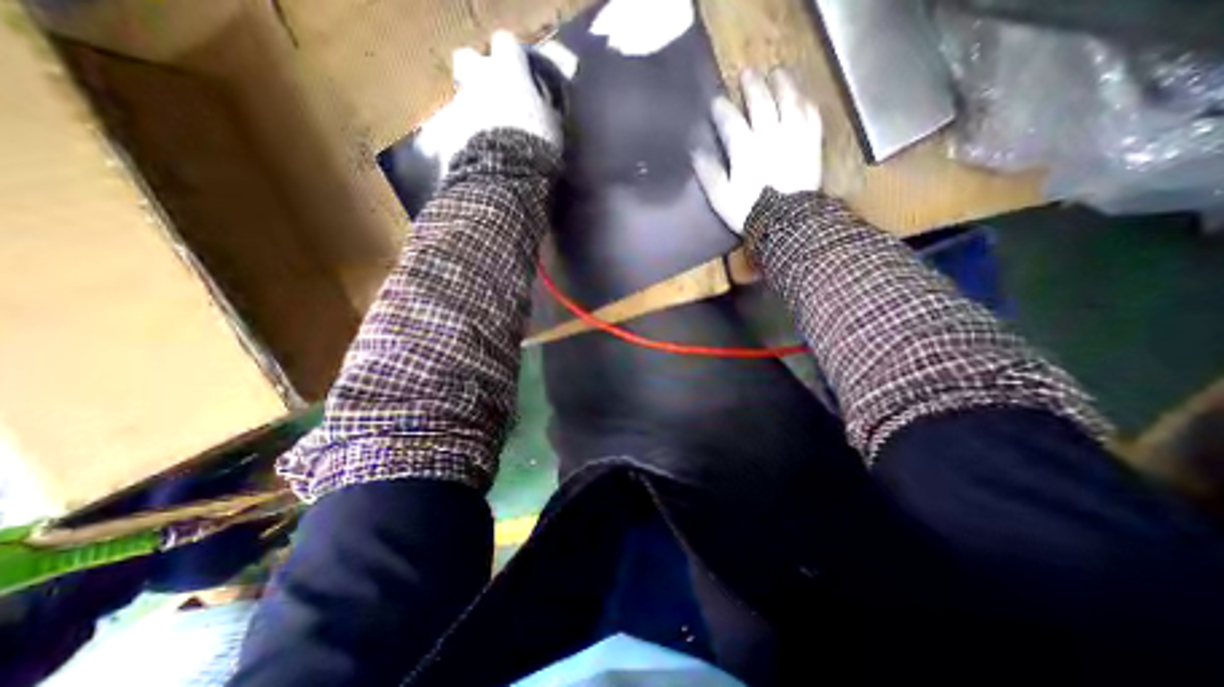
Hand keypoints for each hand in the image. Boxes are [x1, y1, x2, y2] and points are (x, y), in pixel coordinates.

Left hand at [448, 29, 564, 148]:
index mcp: (508, 72)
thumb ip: (545, 107)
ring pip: (463, 97)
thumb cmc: (537, 144)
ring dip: (474, 110)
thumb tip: (546, 105)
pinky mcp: (448, 130)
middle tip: (494, 95)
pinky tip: (479, 151)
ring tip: (490, 133)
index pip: (506, 44)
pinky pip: (454, 127)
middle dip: (479, 73)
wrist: (507, 173)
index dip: (514, 58)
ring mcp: (460, 104)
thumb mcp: (553, 124)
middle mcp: (479, 79)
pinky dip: (464, 135)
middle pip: (468, 59)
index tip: (523, 73)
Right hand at [687, 68, 821, 232]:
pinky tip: (801, 97)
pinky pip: (811, 115)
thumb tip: (696, 153)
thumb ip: (709, 173)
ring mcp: (793, 136)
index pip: (730, 120)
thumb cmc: (749, 211)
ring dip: (782, 83)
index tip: (716, 101)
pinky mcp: (811, 144)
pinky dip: (805, 102)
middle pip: (761, 101)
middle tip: (747, 73)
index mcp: (745, 149)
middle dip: (752, 85)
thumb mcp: (721, 197)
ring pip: (789, 100)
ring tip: (777, 73)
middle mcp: (770, 134)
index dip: (721, 109)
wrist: (786, 222)